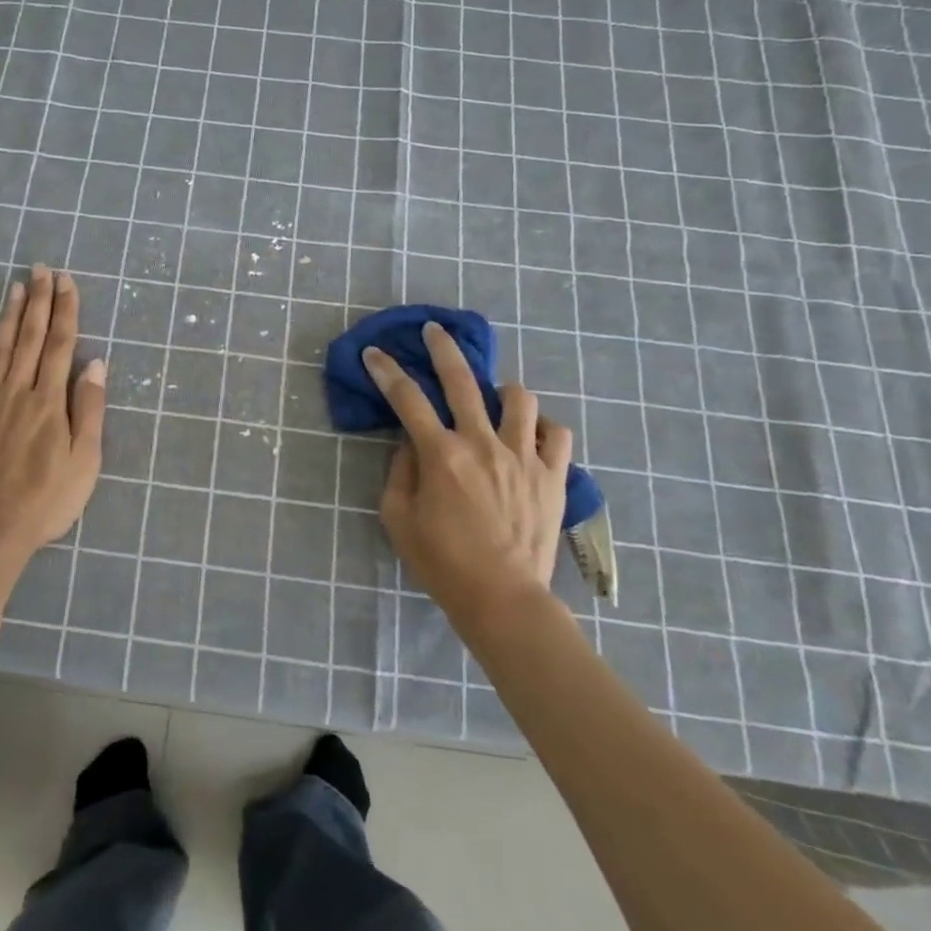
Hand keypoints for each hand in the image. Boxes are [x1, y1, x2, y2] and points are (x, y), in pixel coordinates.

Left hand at [0, 266, 105, 563]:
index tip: (67, 281)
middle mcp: (17, 392)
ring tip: (15, 286)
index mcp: (49, 401)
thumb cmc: (46, 500)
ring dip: (9, 316)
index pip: (61, 345)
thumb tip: (95, 363)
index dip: (66, 310)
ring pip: (0, 349)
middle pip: (32, 338)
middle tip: (40, 269)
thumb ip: (88, 410)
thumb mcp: (84, 461)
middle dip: (39, 301)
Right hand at [365, 321, 572, 625]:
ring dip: (501, 391)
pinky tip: (529, 434)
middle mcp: (483, 443)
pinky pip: (556, 433)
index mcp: (442, 455)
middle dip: (443, 348)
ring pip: (519, 398)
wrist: (503, 599)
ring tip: (492, 399)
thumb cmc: (442, 562)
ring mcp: (523, 456)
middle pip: (462, 380)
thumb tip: (409, 443)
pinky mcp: (553, 475)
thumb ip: (399, 472)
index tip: (374, 353)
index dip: (386, 371)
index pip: (407, 399)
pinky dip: (542, 426)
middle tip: (434, 331)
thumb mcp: (398, 519)